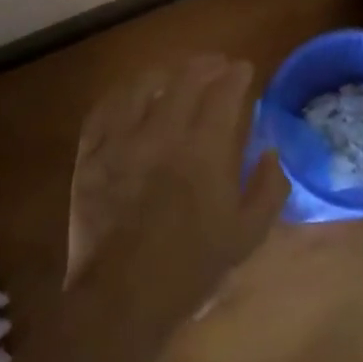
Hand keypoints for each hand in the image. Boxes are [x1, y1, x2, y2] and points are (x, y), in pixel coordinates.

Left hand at [65, 56, 290, 338]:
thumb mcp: (247, 235)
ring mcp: (121, 140)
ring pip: (143, 85)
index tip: (243, 70)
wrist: (122, 296)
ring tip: (176, 74)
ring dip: (165, 72)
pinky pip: (106, 108)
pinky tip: (133, 95)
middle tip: (217, 65)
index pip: (224, 92)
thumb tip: (271, 152)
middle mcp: (163, 133)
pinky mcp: (91, 153)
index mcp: (205, 150)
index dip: (236, 75)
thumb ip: (268, 188)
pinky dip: (124, 94)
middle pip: (185, 79)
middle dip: (206, 65)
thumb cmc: (191, 268)